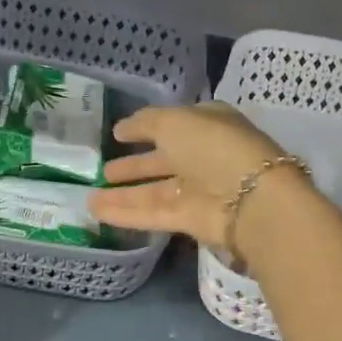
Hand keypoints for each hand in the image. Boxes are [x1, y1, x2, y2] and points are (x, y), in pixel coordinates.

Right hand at [88, 103, 306, 253]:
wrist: (251, 198)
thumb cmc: (214, 146)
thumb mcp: (175, 121)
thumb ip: (146, 122)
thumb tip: (123, 127)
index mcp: (208, 124)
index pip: (174, 124)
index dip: (146, 128)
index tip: (119, 134)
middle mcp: (204, 156)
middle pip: (163, 160)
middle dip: (136, 165)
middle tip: (105, 170)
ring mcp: (199, 190)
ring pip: (155, 191)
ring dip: (124, 194)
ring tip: (90, 197)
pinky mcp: (192, 219)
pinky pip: (153, 213)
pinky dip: (127, 212)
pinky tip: (97, 211)